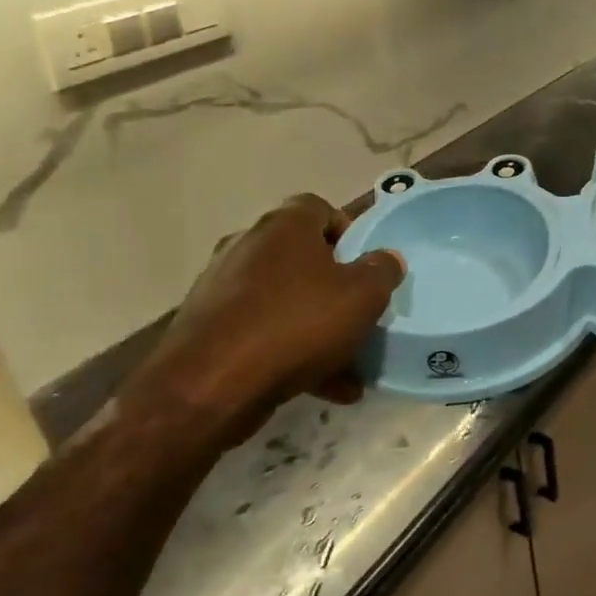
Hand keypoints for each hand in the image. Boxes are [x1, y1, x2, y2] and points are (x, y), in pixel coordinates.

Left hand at [114, 194, 403, 451]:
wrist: (209, 385)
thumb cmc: (296, 324)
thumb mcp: (362, 296)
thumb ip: (382, 271)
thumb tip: (387, 259)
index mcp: (284, 226)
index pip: (320, 208)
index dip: (348, 232)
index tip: (366, 265)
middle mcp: (247, 245)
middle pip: (302, 257)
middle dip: (334, 287)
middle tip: (358, 313)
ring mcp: (221, 287)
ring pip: (284, 301)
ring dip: (316, 327)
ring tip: (348, 365)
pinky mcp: (208, 328)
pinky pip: (262, 333)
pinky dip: (290, 353)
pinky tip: (322, 387)